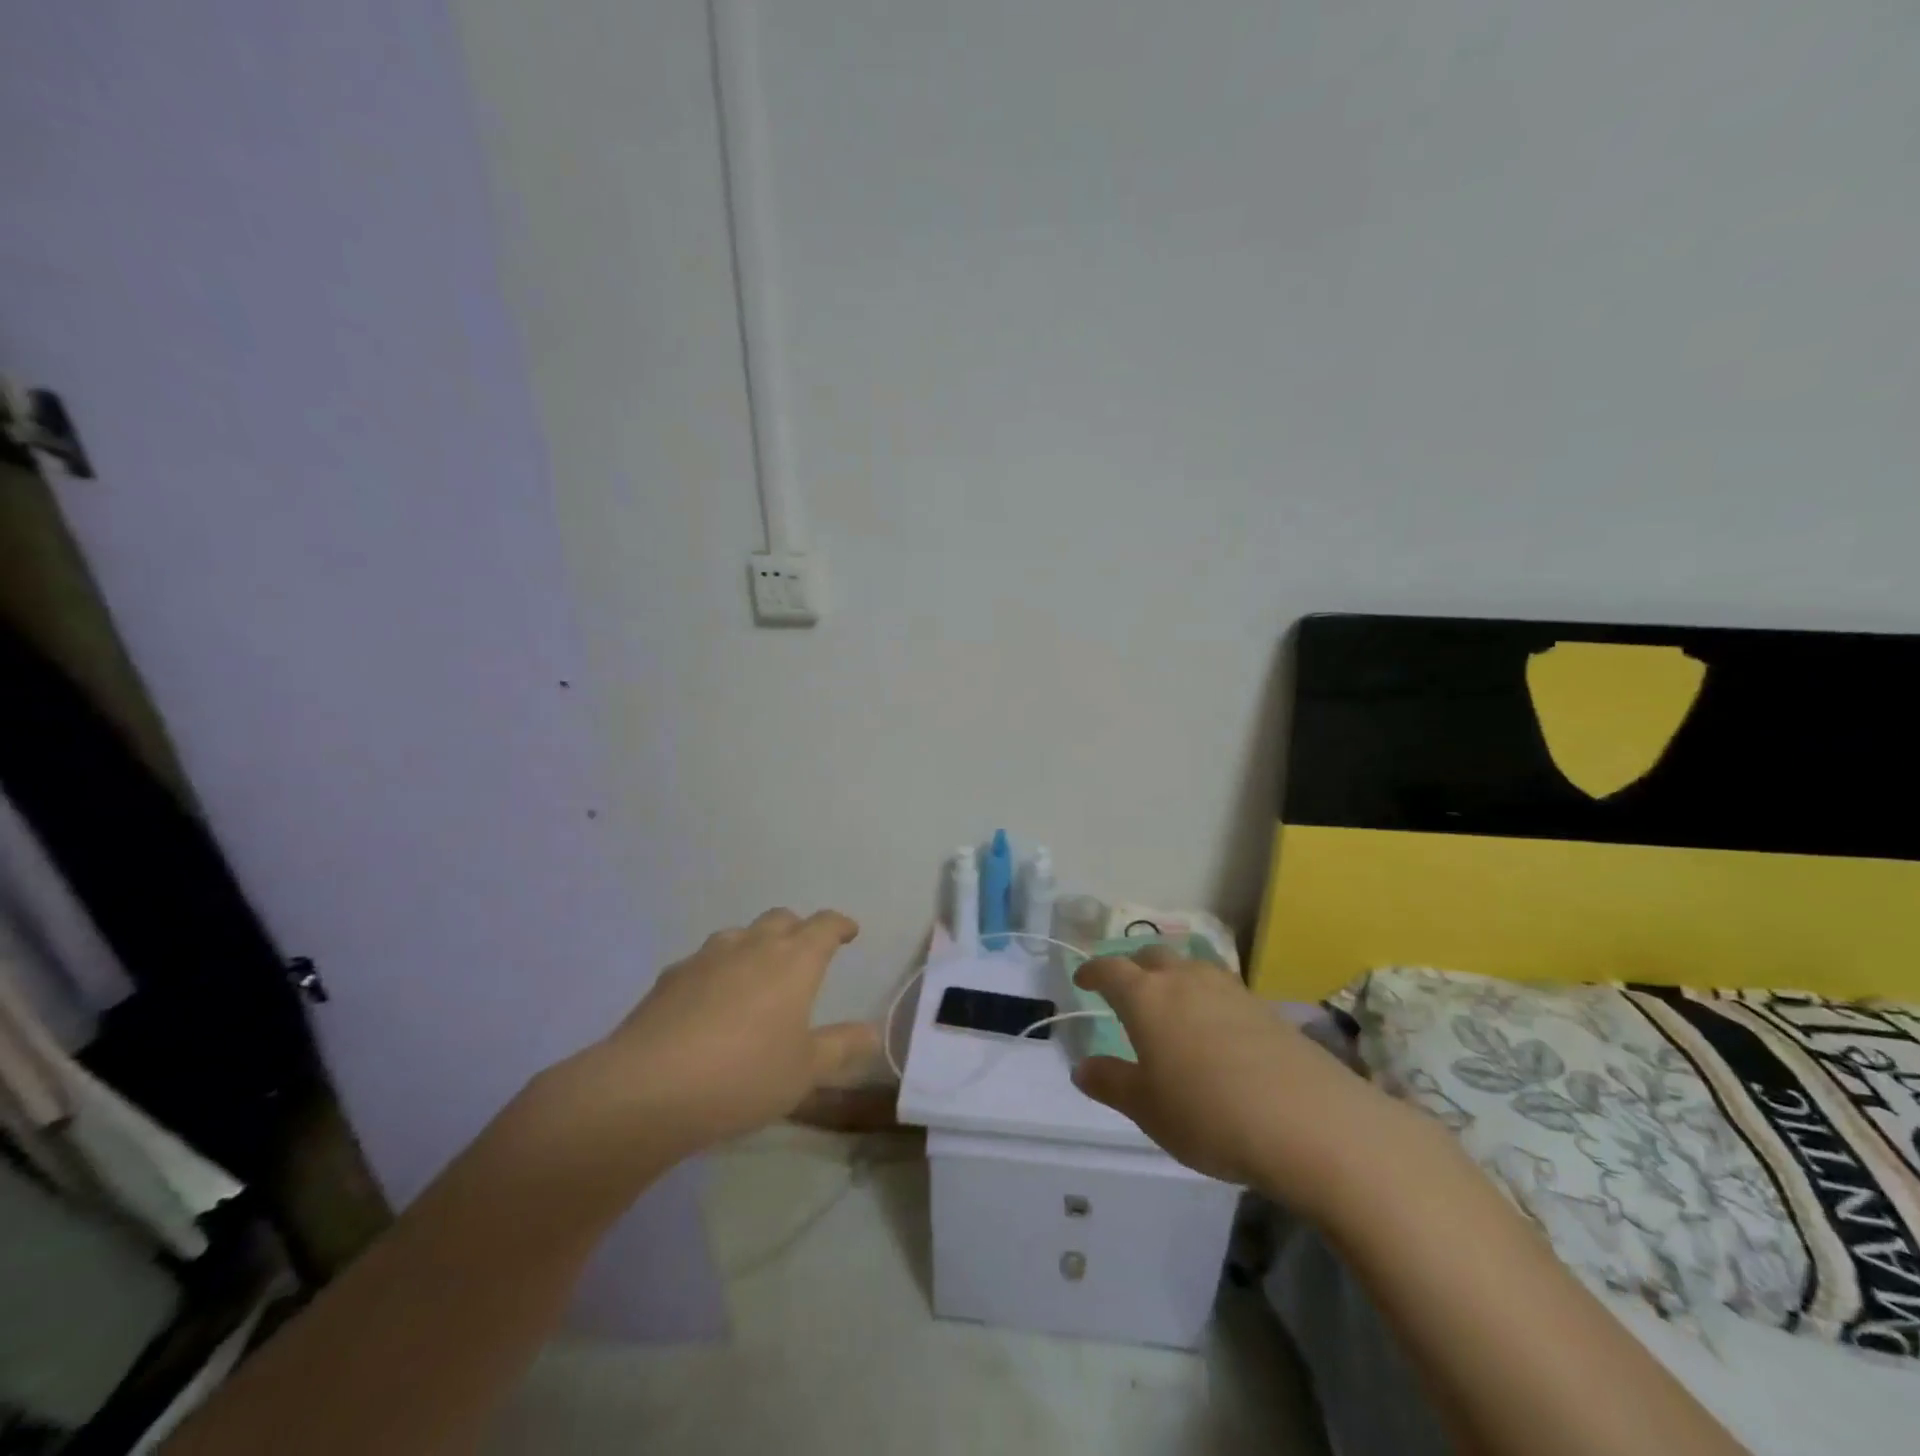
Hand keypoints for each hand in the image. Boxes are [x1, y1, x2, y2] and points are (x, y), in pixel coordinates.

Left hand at [536, 909, 878, 1165]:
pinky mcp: (670, 977)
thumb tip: (871, 1033)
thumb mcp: (804, 1071)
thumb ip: (841, 1047)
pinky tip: (710, 1003)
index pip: (824, 925)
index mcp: (793, 960)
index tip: (848, 932)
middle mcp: (752, 946)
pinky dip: (718, 971)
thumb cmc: (743, 1075)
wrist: (646, 1089)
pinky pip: (704, 962)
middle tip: (804, 954)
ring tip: (756, 976)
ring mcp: (706, 957)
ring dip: (755, 946)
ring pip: (740, 935)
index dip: (839, 925)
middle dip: (798, 930)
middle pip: (781, 919)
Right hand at [1072, 946, 1404, 1203]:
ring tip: (1171, 1005)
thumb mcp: (1148, 1109)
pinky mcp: (1265, 1008)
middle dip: (1133, 967)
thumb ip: (1111, 1083)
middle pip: (1152, 957)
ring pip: (1191, 968)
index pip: (1110, 969)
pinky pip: (1222, 989)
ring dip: (1173, 978)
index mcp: (1147, 997)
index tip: (1082, 979)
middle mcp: (1185, 980)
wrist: (1310, 1123)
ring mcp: (1230, 990)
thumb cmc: (1209, 1114)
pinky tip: (1215, 1029)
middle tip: (1125, 989)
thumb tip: (1081, 1067)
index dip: (1093, 971)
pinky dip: (1207, 998)